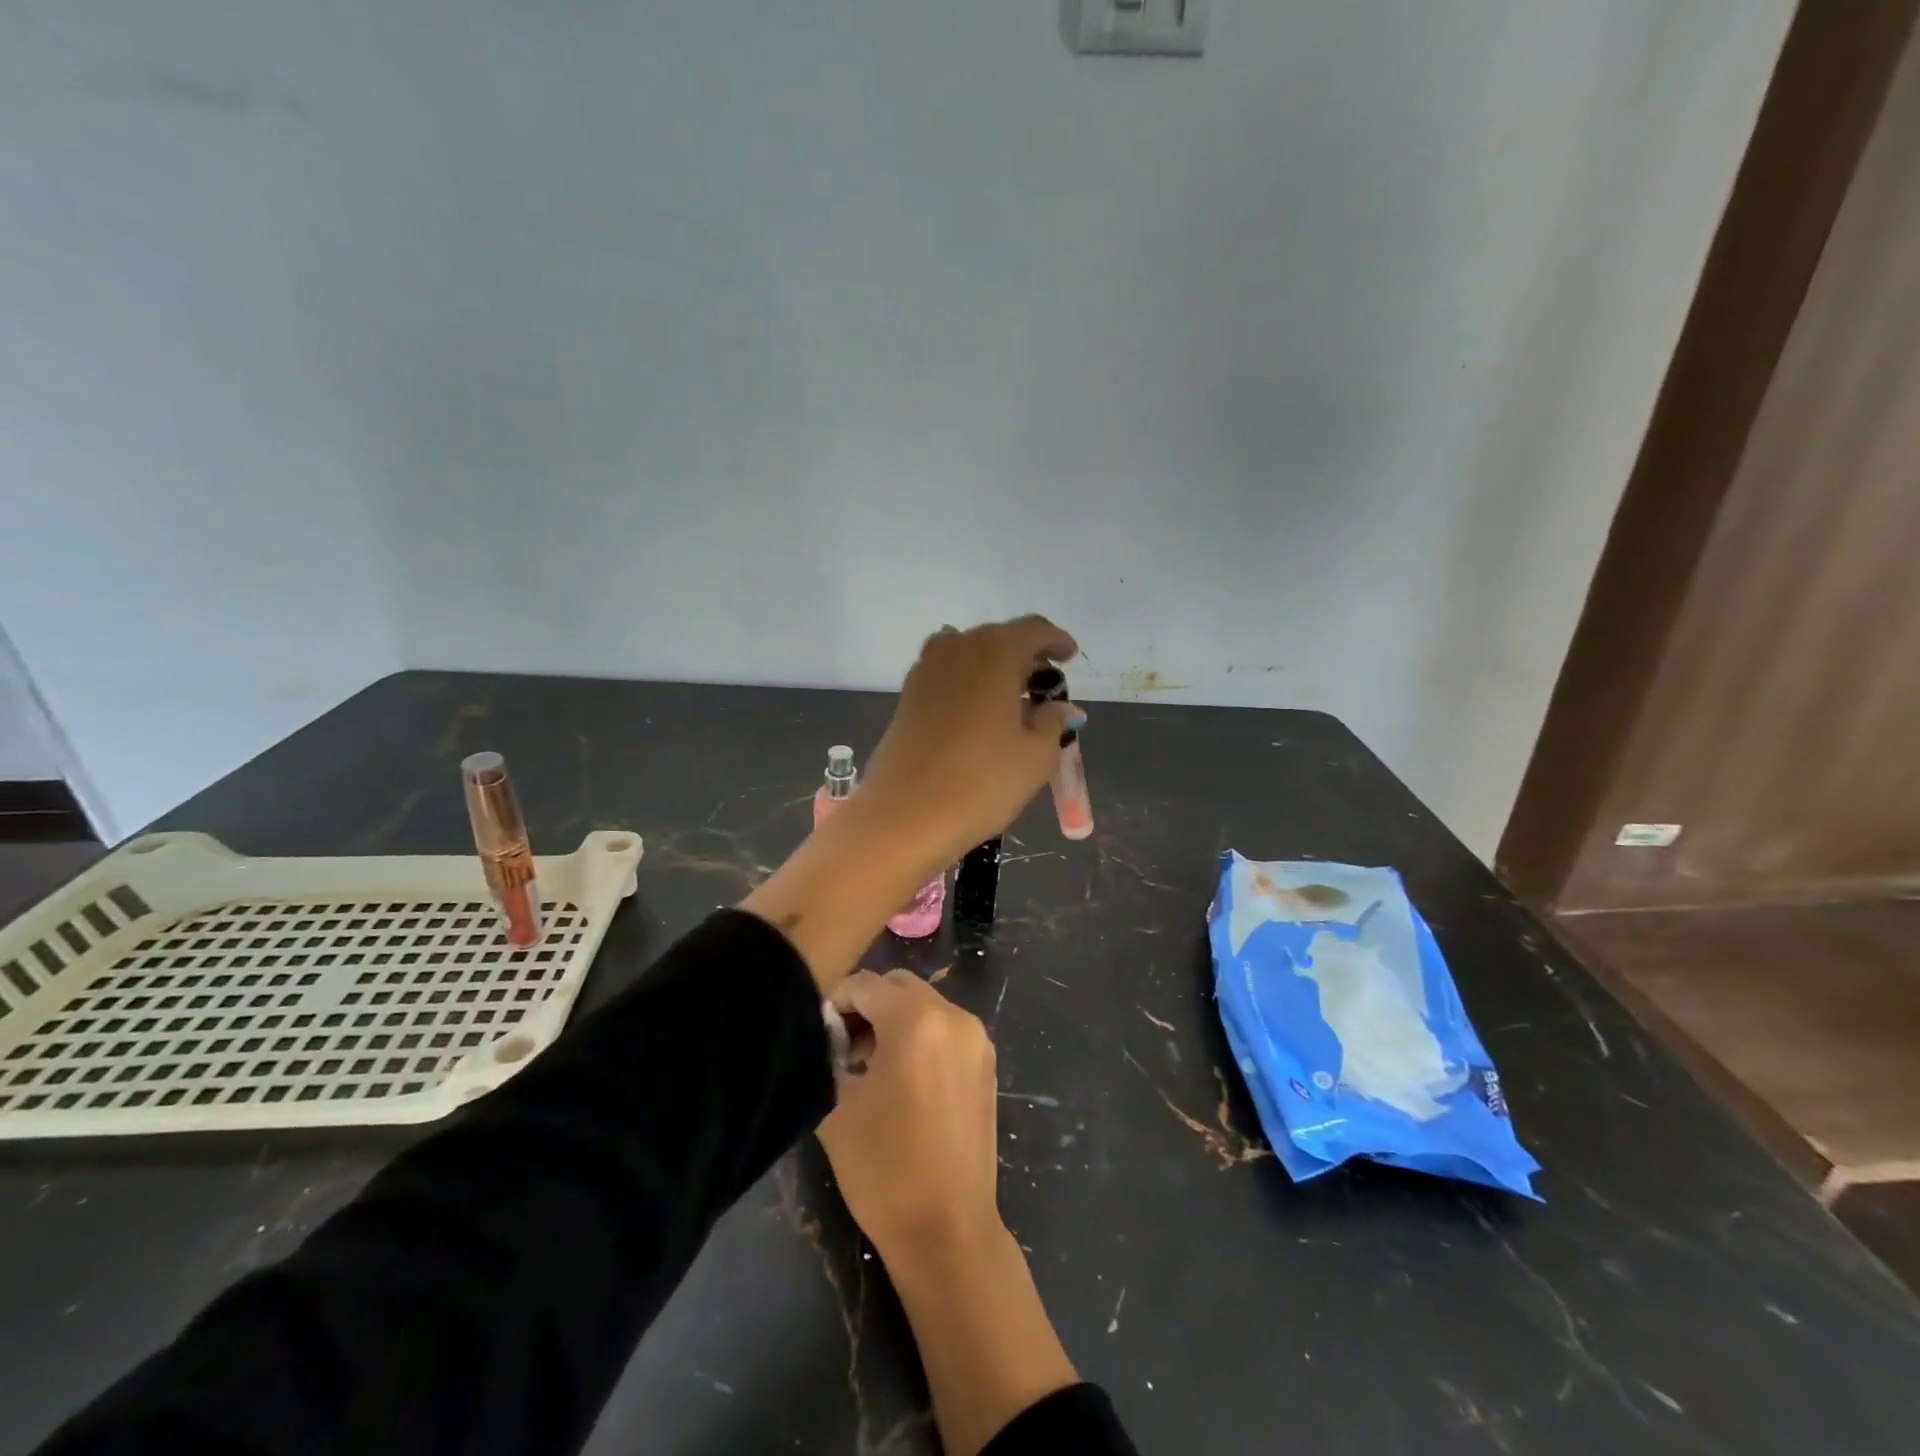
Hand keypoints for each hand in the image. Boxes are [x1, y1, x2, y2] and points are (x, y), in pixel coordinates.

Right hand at [819, 971, 1080, 1455]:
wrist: (948, 1230)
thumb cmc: (885, 1169)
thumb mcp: (837, 1106)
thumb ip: (826, 1054)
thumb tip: (825, 1032)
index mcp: (917, 1019)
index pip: (865, 984)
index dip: (834, 1002)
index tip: (816, 1033)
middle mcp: (954, 1016)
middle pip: (898, 986)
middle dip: (865, 1006)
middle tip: (839, 1046)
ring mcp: (976, 1038)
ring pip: (923, 1005)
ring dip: (892, 1020)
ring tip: (865, 1064)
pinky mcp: (986, 1062)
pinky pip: (944, 1028)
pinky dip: (918, 1035)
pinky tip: (899, 1076)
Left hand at [856, 615, 1080, 872]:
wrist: (904, 815)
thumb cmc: (981, 782)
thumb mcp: (1035, 757)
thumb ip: (1052, 723)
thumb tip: (1061, 708)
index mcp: (995, 652)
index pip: (1033, 630)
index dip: (1056, 640)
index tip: (1070, 655)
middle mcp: (957, 648)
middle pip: (998, 638)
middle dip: (1024, 654)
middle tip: (1044, 681)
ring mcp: (925, 671)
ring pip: (968, 654)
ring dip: (993, 667)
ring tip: (1012, 696)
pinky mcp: (906, 696)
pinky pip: (946, 674)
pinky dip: (968, 682)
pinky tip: (978, 710)